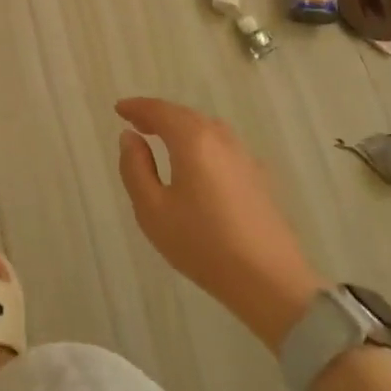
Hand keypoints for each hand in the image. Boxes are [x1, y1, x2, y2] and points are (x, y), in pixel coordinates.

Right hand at [115, 97, 324, 349]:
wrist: (271, 283)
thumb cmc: (203, 245)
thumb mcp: (152, 210)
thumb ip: (135, 168)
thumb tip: (130, 137)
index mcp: (193, 141)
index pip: (160, 111)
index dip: (137, 107)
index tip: (119, 109)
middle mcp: (221, 140)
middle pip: (185, 116)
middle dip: (159, 115)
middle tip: (136, 122)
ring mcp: (245, 158)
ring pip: (208, 129)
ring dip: (182, 127)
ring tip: (163, 138)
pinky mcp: (260, 178)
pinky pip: (223, 146)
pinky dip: (202, 143)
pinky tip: (198, 163)